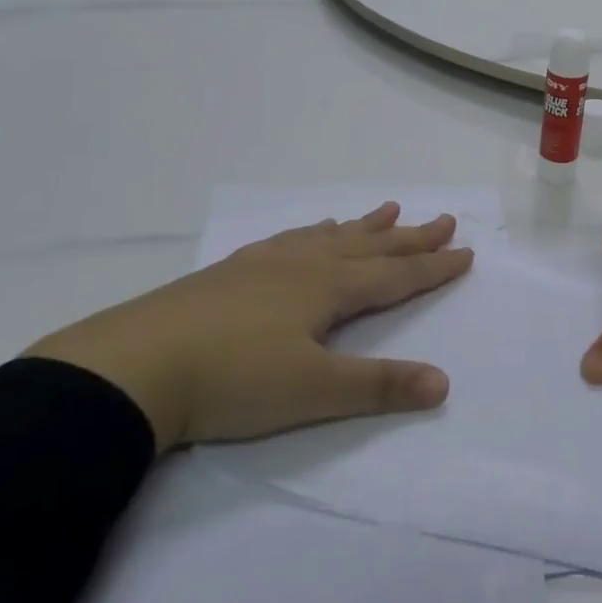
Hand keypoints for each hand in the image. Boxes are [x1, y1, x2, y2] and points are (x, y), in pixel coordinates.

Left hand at [28, 204, 471, 450]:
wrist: (135, 366)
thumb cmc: (233, 380)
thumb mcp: (311, 391)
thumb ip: (378, 386)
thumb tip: (444, 382)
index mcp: (328, 288)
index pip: (395, 275)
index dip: (433, 266)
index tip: (466, 250)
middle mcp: (304, 265)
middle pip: (369, 246)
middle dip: (410, 237)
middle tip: (442, 218)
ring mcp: (265, 263)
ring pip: (330, 237)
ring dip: (364, 226)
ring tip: (388, 210)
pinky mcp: (232, 272)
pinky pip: (291, 239)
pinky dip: (314, 232)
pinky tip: (311, 232)